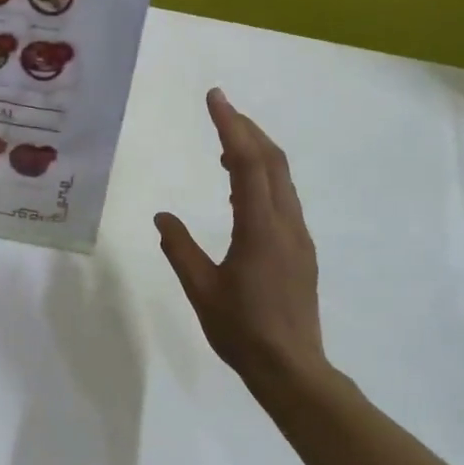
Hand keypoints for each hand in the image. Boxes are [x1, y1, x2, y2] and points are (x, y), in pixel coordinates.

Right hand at [156, 89, 324, 384]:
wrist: (291, 366)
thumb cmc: (241, 330)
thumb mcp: (201, 289)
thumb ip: (180, 249)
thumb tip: (162, 216)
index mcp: (259, 228)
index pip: (246, 162)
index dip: (230, 126)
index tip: (215, 98)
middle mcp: (285, 222)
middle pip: (272, 160)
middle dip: (247, 128)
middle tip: (221, 108)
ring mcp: (298, 235)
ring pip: (282, 177)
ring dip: (257, 151)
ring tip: (226, 143)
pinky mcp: (301, 249)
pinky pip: (283, 197)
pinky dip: (263, 177)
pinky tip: (241, 188)